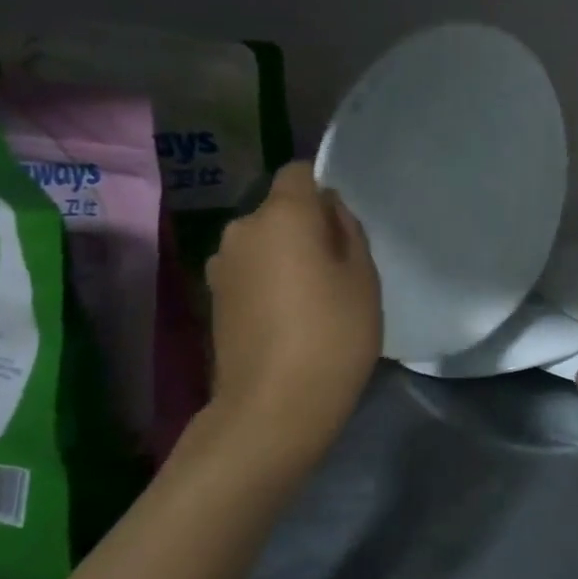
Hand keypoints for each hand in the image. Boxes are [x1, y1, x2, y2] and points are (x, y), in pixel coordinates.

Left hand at [204, 163, 381, 466]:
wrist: (275, 405)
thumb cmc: (333, 333)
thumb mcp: (363, 277)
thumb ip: (348, 232)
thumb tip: (328, 212)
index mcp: (282, 215)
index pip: (299, 173)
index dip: (323, 189)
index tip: (345, 222)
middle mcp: (242, 229)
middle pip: (279, 210)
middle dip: (306, 226)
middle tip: (339, 264)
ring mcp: (222, 265)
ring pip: (263, 242)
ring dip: (286, 255)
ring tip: (314, 294)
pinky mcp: (214, 298)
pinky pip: (250, 271)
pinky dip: (269, 281)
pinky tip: (290, 316)